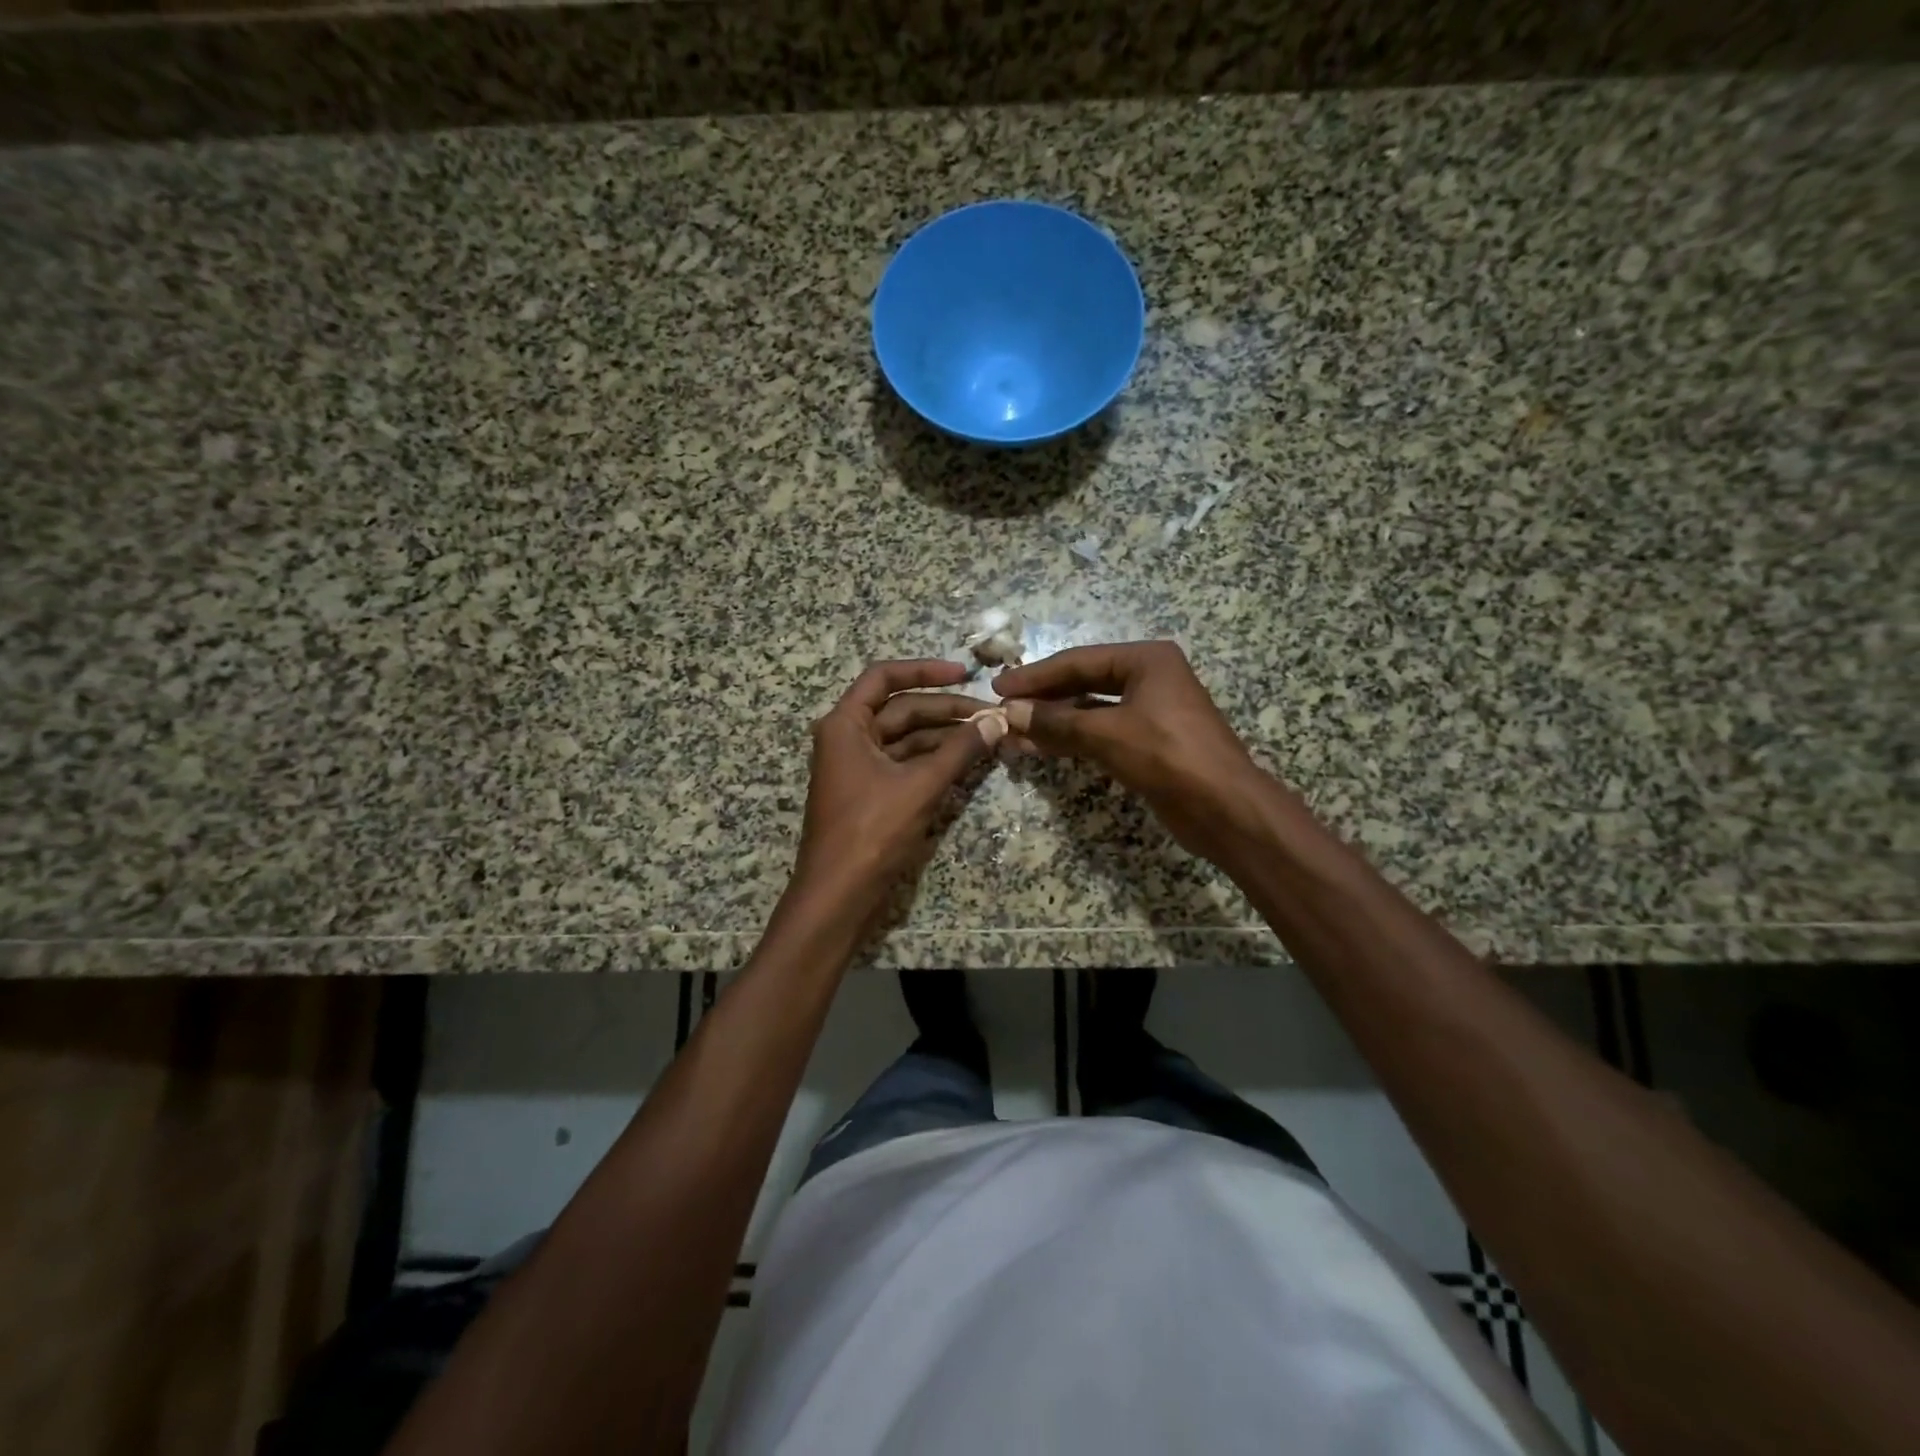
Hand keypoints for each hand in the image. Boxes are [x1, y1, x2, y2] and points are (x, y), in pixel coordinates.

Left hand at [790, 659, 992, 915]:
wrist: (839, 895)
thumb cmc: (871, 832)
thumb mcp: (921, 786)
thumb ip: (961, 749)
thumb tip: (998, 719)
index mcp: (846, 725)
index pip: (884, 677)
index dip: (925, 670)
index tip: (964, 674)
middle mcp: (848, 738)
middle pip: (901, 709)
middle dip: (946, 711)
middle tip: (991, 716)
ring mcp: (858, 767)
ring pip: (906, 738)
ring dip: (944, 737)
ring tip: (988, 737)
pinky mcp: (870, 792)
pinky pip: (905, 763)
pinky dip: (934, 760)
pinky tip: (967, 761)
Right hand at [994, 641, 1274, 862]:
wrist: (1224, 808)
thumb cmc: (1168, 756)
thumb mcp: (1107, 734)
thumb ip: (1056, 722)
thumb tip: (1009, 713)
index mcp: (1146, 660)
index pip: (1078, 661)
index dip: (1036, 676)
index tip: (999, 687)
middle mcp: (1149, 678)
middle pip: (1083, 683)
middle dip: (1043, 699)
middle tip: (1003, 709)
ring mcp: (1150, 711)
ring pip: (1090, 710)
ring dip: (1054, 722)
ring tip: (1014, 733)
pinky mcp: (1148, 743)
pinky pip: (1101, 733)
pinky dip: (1072, 739)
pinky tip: (1042, 748)